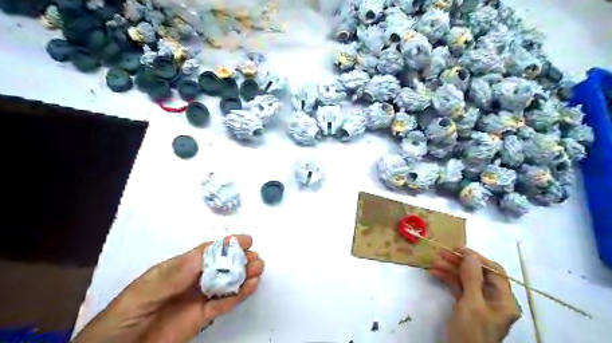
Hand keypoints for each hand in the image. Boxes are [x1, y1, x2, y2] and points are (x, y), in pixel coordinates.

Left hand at [73, 234, 263, 342]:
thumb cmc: (124, 316)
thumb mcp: (145, 290)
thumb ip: (173, 275)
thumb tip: (202, 256)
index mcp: (176, 269)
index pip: (205, 253)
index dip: (225, 245)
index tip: (244, 240)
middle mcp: (190, 281)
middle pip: (219, 266)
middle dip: (238, 259)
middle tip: (256, 255)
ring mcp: (197, 299)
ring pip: (225, 283)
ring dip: (243, 274)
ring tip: (259, 267)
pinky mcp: (202, 318)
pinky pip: (223, 304)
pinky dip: (239, 295)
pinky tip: (251, 286)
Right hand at [429, 246, 519, 342]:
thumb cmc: (471, 331)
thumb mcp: (472, 303)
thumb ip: (472, 277)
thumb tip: (471, 254)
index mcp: (504, 300)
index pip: (494, 271)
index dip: (476, 258)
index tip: (457, 249)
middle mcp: (494, 299)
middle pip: (478, 274)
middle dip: (459, 263)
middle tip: (441, 254)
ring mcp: (479, 303)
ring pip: (466, 280)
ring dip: (450, 270)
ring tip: (434, 262)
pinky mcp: (467, 306)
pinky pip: (459, 287)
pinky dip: (448, 279)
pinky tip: (435, 273)